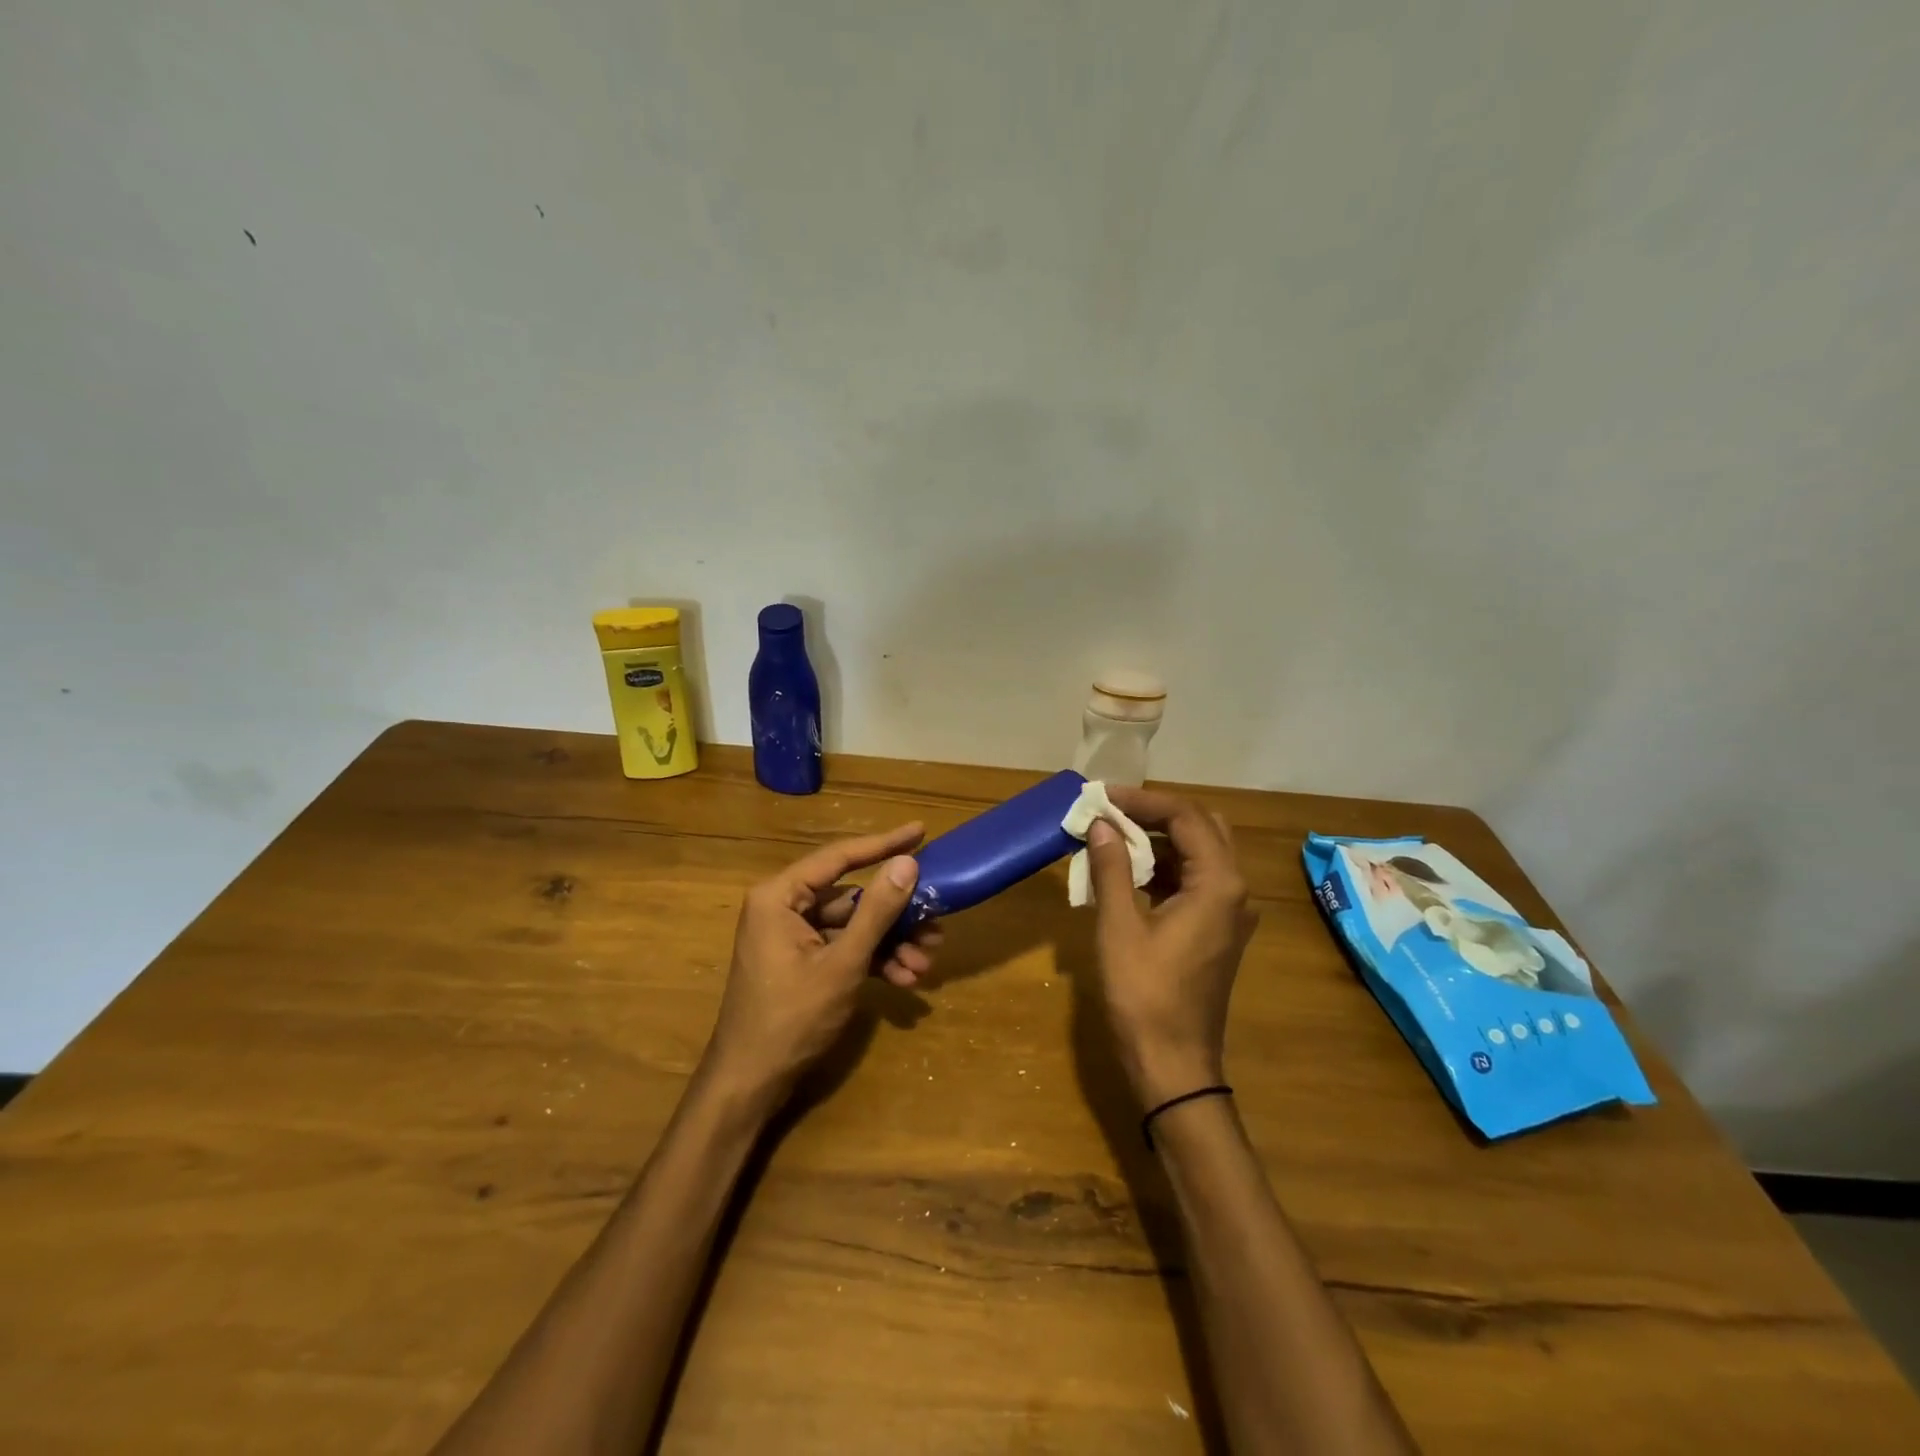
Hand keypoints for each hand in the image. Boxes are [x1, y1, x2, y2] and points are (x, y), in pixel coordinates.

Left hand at [703, 823, 941, 1107]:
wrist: (750, 1084)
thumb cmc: (791, 1018)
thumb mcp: (842, 964)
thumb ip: (876, 911)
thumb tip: (908, 863)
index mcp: (780, 896)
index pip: (839, 857)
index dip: (884, 844)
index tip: (921, 831)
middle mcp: (784, 907)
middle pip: (851, 897)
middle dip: (896, 917)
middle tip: (936, 925)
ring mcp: (792, 936)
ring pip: (853, 926)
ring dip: (890, 944)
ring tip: (925, 965)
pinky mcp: (801, 961)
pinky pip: (844, 948)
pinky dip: (873, 960)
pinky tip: (904, 979)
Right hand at [1085, 790, 1256, 1106]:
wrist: (1173, 1065)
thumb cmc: (1145, 995)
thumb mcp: (1119, 927)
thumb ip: (1112, 869)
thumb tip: (1101, 824)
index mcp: (1219, 884)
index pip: (1185, 817)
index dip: (1142, 800)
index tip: (1102, 796)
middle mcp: (1235, 891)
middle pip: (1202, 827)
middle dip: (1156, 813)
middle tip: (1112, 811)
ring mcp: (1230, 912)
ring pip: (1201, 853)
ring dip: (1160, 839)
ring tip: (1112, 835)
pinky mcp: (1217, 930)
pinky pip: (1195, 880)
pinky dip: (1165, 866)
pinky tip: (1128, 872)